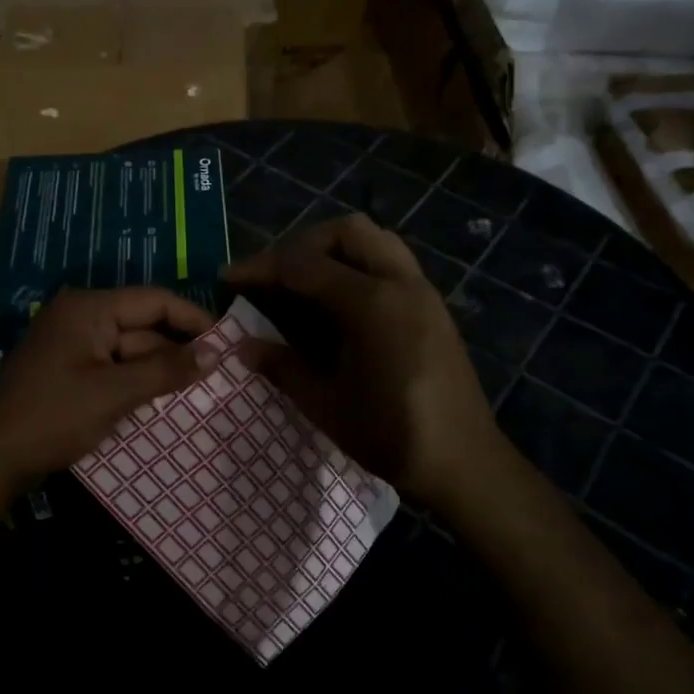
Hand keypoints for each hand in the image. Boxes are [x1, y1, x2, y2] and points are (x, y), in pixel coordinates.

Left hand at [0, 287, 215, 496]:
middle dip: (176, 351)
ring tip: (197, 392)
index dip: (193, 319)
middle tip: (217, 375)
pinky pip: (112, 366)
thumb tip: (215, 353)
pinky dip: (135, 381)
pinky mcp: (68, 369)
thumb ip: (166, 370)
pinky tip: (160, 401)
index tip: (226, 341)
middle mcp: (80, 316)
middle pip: (142, 326)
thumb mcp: (115, 393)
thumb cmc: (54, 416)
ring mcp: (72, 344)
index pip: (154, 300)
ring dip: (157, 370)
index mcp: (89, 308)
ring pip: (129, 349)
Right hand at [223, 214, 507, 509]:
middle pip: (346, 232)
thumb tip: (242, 346)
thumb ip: (283, 366)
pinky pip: (391, 261)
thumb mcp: (326, 404)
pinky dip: (358, 264)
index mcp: (372, 303)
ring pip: (375, 239)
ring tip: (304, 282)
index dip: (261, 268)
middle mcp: (400, 282)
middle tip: (274, 276)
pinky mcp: (432, 305)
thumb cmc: (391, 435)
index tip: (229, 278)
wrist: (465, 461)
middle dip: (301, 244)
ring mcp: (422, 290)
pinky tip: (339, 302)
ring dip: (334, 248)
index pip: (304, 266)